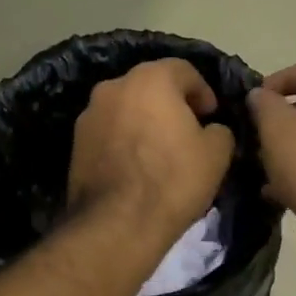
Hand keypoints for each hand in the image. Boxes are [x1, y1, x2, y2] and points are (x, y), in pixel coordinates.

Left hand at [67, 59, 235, 236]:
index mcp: (150, 79)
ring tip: (160, 151)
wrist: (117, 224)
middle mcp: (114, 87)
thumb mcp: (217, 154)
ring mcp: (89, 114)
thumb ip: (220, 130)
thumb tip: (211, 129)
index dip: (203, 91)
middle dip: (171, 104)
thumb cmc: (173, 180)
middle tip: (188, 131)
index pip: (184, 70)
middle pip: (150, 86)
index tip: (211, 116)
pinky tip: (136, 166)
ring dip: (144, 121)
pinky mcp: (75, 143)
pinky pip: (109, 132)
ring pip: (126, 108)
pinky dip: (124, 140)